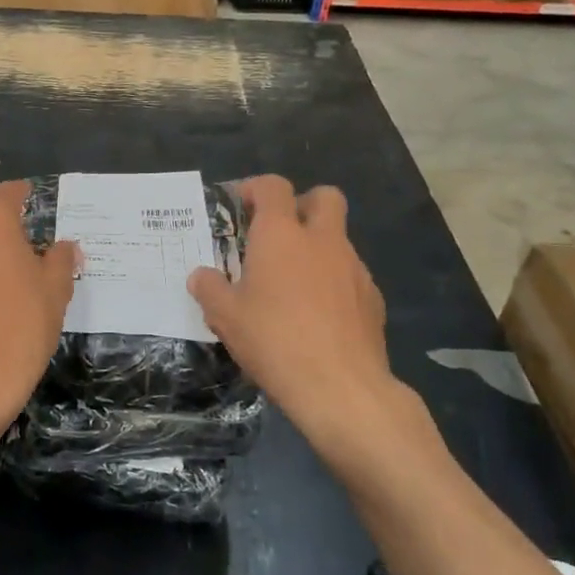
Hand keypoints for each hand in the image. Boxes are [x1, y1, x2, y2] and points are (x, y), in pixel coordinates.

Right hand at [189, 177, 418, 472]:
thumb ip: (209, 288)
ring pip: (338, 239)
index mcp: (281, 234)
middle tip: (278, 233)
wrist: (342, 388)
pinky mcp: (373, 298)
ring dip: (317, 248)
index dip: (256, 188)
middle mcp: (322, 240)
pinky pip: (350, 275)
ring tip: (293, 285)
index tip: (241, 206)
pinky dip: (334, 282)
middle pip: (323, 197)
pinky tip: (318, 315)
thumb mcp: (225, 316)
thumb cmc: (274, 340)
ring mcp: (353, 267)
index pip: (273, 187)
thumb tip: (201, 276)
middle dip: (302, 204)